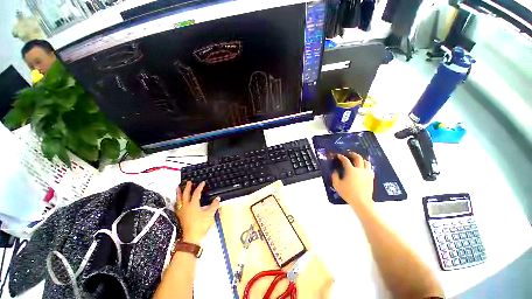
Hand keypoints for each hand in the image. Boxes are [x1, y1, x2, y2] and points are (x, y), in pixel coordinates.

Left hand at [176, 181, 219, 244]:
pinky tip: (177, 201)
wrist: (191, 238)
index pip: (197, 193)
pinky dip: (177, 201)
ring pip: (179, 199)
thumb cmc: (201, 225)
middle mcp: (186, 206)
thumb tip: (218, 198)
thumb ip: (214, 206)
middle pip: (186, 194)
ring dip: (179, 193)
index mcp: (193, 204)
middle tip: (188, 182)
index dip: (200, 187)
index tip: (202, 182)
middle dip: (187, 187)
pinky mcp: (179, 216)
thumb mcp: (210, 214)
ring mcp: (181, 211)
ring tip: (178, 187)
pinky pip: (177, 205)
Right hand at [331, 153, 374, 210]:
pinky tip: (363, 169)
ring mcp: (367, 173)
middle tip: (349, 154)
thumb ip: (334, 176)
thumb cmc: (348, 193)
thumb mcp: (337, 185)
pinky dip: (366, 166)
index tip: (339, 155)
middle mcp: (360, 169)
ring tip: (357, 160)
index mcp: (351, 170)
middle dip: (353, 154)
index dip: (341, 157)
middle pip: (358, 158)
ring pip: (366, 162)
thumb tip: (335, 171)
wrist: (361, 202)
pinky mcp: (371, 178)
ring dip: (361, 159)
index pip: (345, 160)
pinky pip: (370, 168)